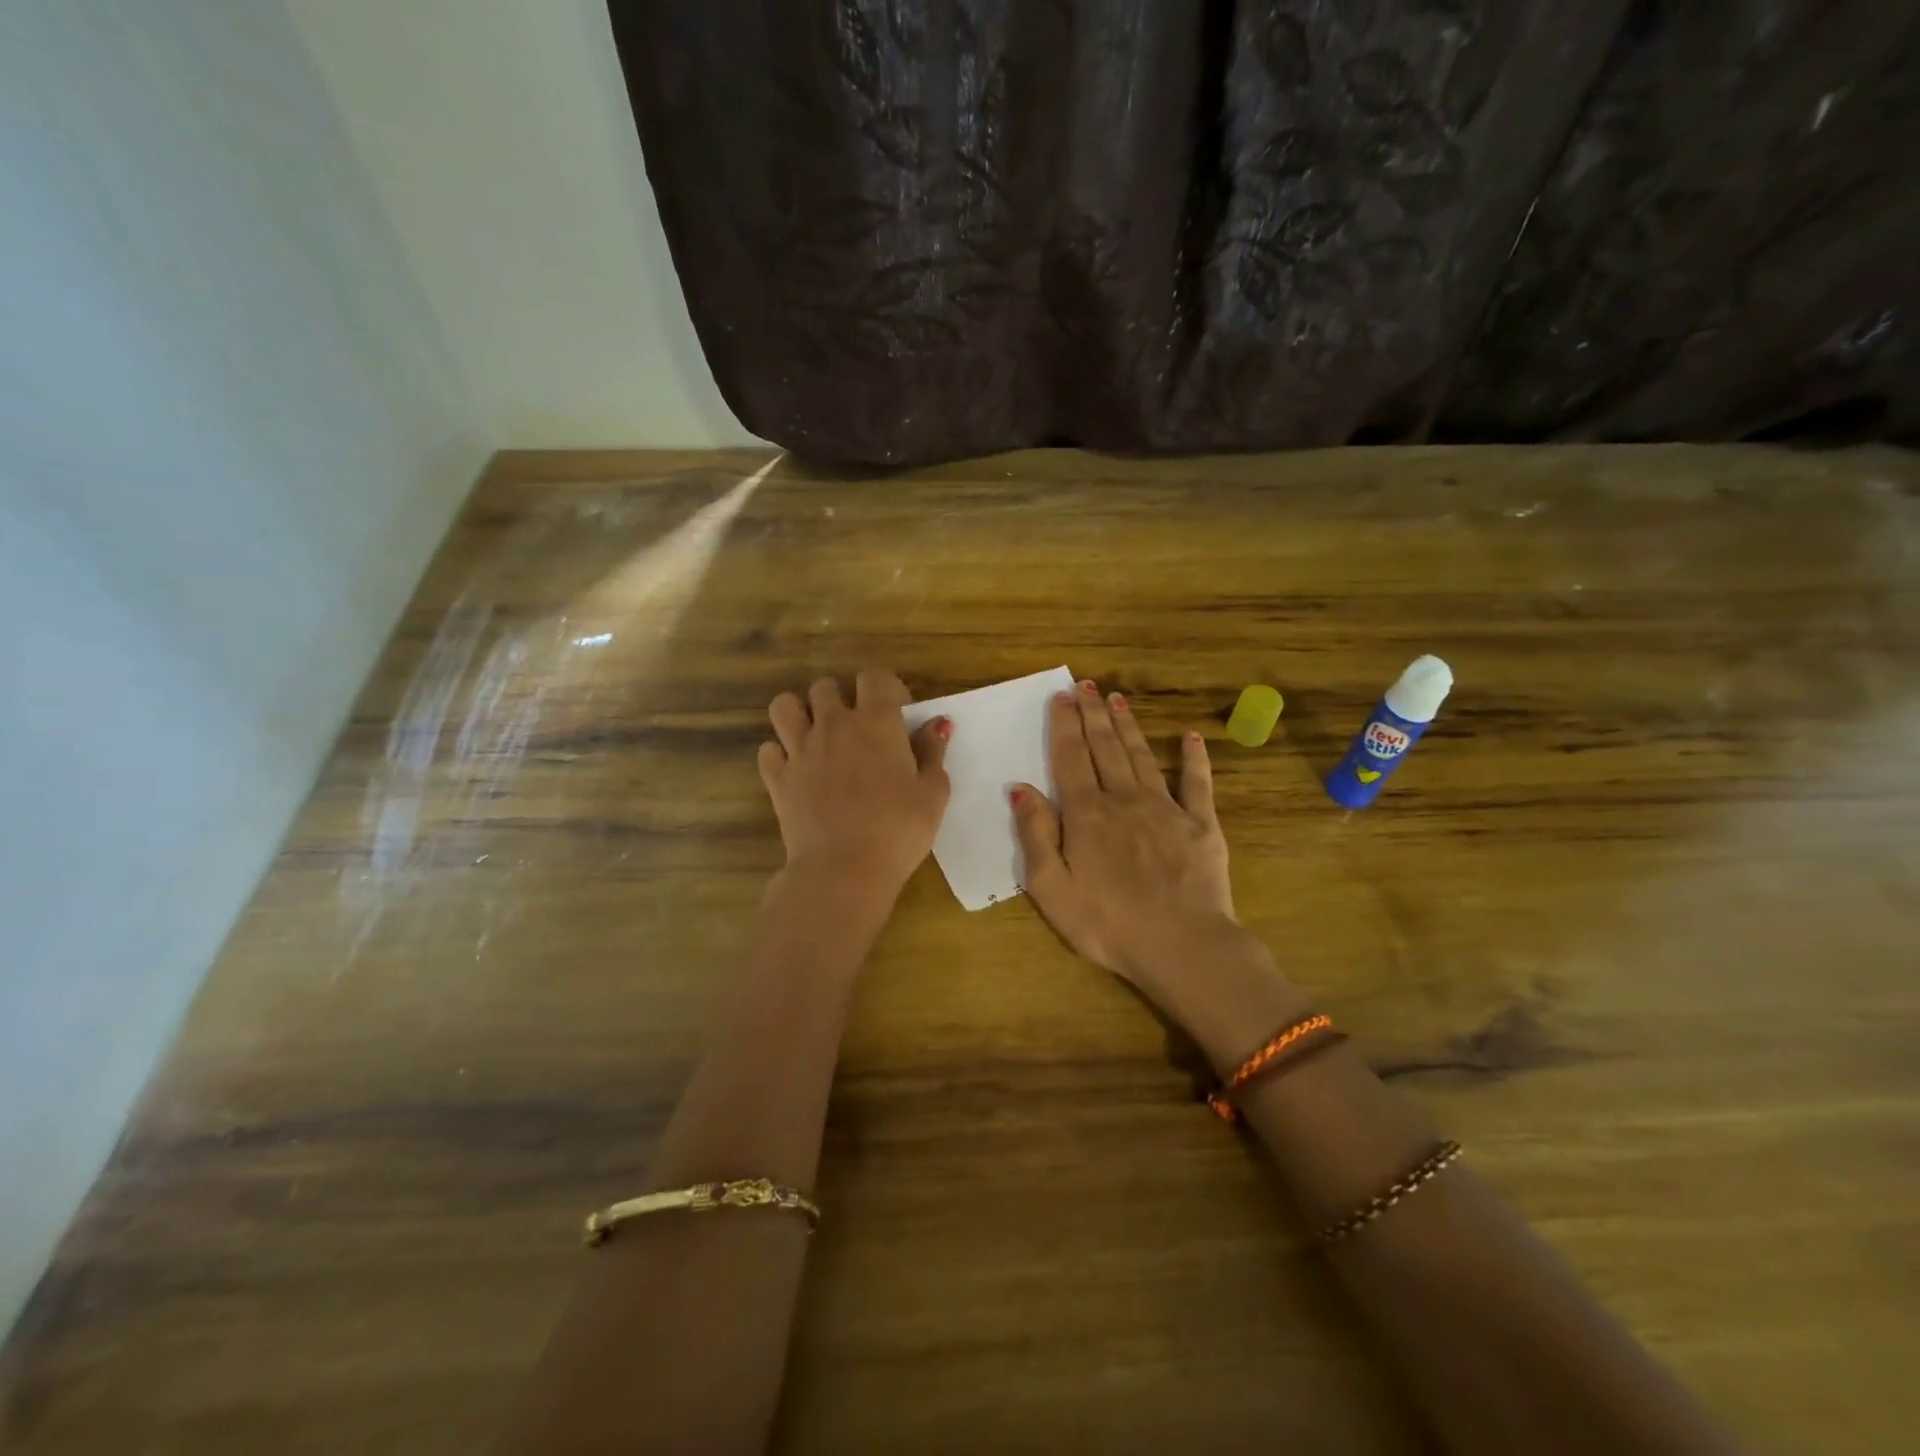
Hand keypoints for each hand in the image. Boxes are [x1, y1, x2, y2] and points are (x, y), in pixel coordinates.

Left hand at [758, 668, 950, 902]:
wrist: (843, 870)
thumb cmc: (898, 831)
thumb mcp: (933, 793)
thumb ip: (933, 752)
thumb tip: (937, 724)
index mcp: (876, 723)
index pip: (874, 677)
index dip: (886, 688)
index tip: (897, 712)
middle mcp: (834, 725)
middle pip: (826, 686)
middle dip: (841, 698)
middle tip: (856, 727)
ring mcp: (799, 749)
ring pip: (785, 706)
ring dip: (800, 713)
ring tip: (815, 735)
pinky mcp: (777, 777)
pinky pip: (768, 749)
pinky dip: (780, 754)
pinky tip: (796, 770)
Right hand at [1011, 683, 1237, 997]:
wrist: (1182, 946)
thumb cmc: (1107, 924)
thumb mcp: (1052, 888)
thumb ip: (1035, 834)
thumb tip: (1021, 788)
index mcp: (1087, 814)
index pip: (1071, 758)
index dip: (1065, 725)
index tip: (1061, 696)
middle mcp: (1124, 800)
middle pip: (1105, 748)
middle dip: (1093, 714)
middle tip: (1085, 684)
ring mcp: (1166, 809)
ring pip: (1142, 756)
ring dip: (1128, 726)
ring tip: (1117, 699)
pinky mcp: (1201, 824)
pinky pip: (1197, 783)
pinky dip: (1193, 758)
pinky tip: (1190, 737)